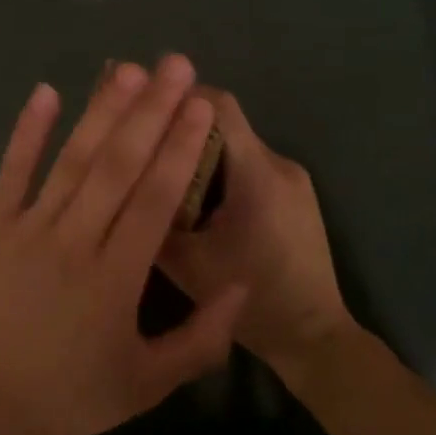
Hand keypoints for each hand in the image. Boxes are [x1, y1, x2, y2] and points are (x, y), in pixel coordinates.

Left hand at [0, 56, 247, 434]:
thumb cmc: (74, 394)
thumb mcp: (148, 384)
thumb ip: (202, 339)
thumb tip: (242, 283)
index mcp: (115, 279)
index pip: (154, 200)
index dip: (179, 149)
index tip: (200, 105)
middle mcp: (74, 242)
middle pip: (118, 166)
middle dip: (151, 112)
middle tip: (176, 65)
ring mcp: (28, 229)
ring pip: (72, 160)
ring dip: (101, 111)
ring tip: (129, 70)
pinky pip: (11, 173)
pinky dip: (27, 132)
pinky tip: (46, 91)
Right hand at [157, 89, 354, 378]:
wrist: (315, 339)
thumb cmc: (251, 302)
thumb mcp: (187, 263)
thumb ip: (155, 214)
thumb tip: (121, 177)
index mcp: (257, 174)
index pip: (218, 106)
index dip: (177, 95)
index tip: (140, 98)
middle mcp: (279, 164)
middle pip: (224, 122)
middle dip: (181, 125)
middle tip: (143, 138)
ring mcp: (293, 178)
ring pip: (235, 144)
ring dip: (200, 149)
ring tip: (164, 170)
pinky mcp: (296, 194)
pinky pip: (249, 165)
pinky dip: (220, 169)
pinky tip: (197, 196)